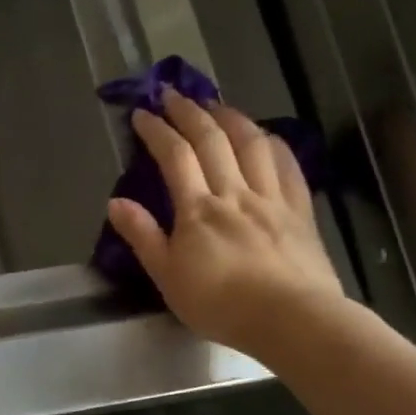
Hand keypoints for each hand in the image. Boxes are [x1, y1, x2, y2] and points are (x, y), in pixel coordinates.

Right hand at [106, 90, 344, 357]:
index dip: (157, 131)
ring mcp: (272, 198)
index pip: (175, 157)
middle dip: (190, 112)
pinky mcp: (299, 210)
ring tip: (215, 104)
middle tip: (173, 94)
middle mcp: (235, 193)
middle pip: (213, 139)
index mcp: (198, 209)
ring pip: (252, 143)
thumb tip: (116, 202)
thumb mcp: (167, 277)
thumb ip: (143, 236)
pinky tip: (265, 136)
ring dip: (231, 117)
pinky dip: (273, 143)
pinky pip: (288, 166)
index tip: (142, 114)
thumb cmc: (220, 304)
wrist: (292, 319)